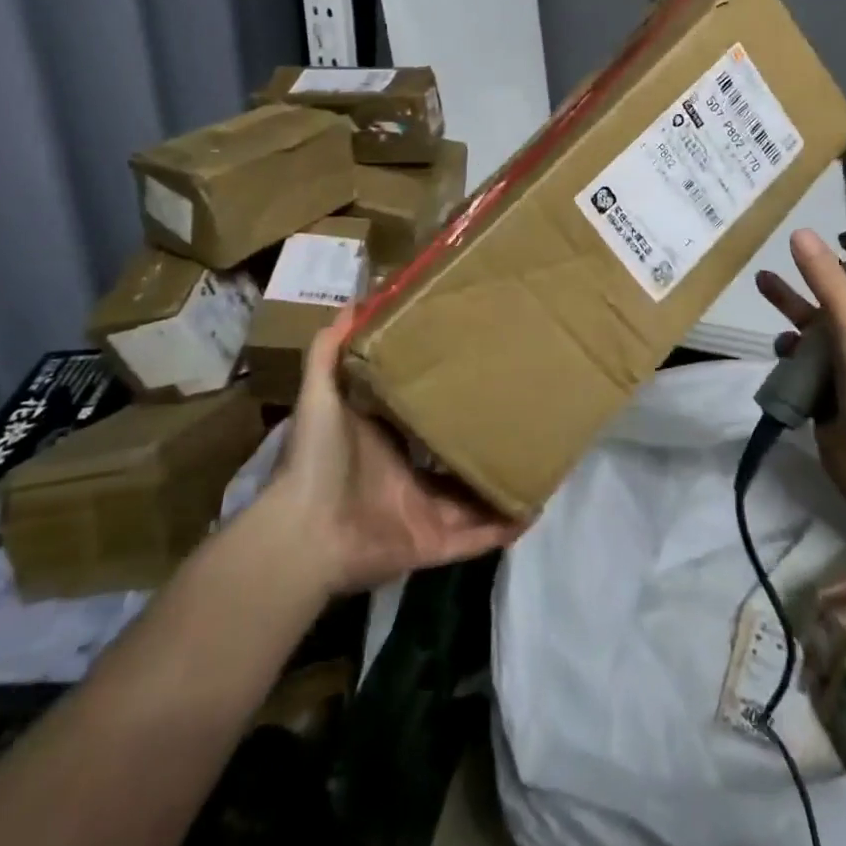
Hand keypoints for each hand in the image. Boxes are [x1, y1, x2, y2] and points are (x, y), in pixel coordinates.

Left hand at [263, 309, 524, 596]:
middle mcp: (409, 478)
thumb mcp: (322, 392)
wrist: (305, 531)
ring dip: (502, 483)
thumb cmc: (318, 457)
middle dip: (486, 441)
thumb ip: (331, 349)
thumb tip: (354, 300)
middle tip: (524, 412)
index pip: (426, 418)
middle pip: (457, 459)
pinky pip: (477, 538)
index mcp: (387, 444)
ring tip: (541, 458)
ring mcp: (423, 513)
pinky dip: (504, 526)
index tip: (482, 371)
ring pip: (474, 498)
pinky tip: (534, 508)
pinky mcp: (433, 545)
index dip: (452, 399)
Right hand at [756, 229, 845, 517]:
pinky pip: (806, 357)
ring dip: (793, 305)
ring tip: (761, 282)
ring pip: (819, 323)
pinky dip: (791, 348)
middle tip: (792, 246)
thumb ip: (825, 280)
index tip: (845, 226)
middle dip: (818, 272)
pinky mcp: (830, 386)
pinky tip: (779, 345)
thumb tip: (799, 232)